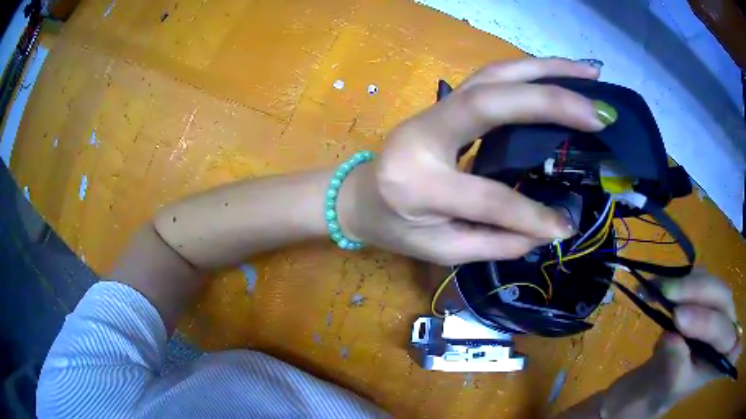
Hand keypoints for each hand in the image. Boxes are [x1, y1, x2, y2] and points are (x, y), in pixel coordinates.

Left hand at [339, 57, 611, 264]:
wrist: (357, 196)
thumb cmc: (394, 227)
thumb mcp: (439, 250)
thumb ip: (493, 243)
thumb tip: (546, 232)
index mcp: (416, 184)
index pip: (485, 197)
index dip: (529, 215)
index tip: (565, 226)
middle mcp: (423, 134)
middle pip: (490, 103)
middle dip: (549, 103)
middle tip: (597, 112)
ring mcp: (432, 111)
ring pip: (493, 76)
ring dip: (545, 68)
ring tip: (588, 73)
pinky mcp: (444, 103)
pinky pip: (491, 78)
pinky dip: (529, 71)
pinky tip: (558, 72)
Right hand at [651, 272, 740, 406]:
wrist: (659, 379)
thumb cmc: (664, 390)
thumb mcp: (667, 387)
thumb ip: (674, 365)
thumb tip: (671, 337)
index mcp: (721, 354)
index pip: (721, 333)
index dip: (705, 322)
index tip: (677, 316)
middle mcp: (728, 324)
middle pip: (722, 298)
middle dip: (698, 292)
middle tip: (667, 292)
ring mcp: (721, 307)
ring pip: (712, 283)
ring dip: (687, 283)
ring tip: (657, 288)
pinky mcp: (709, 295)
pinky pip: (701, 277)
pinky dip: (681, 278)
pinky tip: (661, 283)